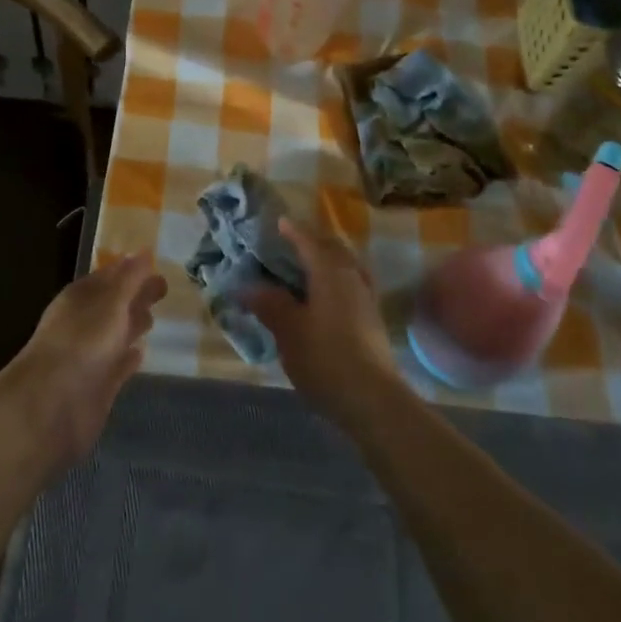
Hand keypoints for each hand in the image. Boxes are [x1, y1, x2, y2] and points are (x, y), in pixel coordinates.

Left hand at [6, 251, 166, 466]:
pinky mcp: (98, 385)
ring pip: (116, 333)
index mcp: (81, 297)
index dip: (130, 269)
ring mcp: (90, 355)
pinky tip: (142, 353)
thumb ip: (130, 279)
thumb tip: (144, 252)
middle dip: (136, 295)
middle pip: (114, 303)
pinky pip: (117, 365)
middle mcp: (84, 322)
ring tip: (154, 318)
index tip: (154, 262)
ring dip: (133, 324)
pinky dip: (129, 358)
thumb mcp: (111, 302)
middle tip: (163, 288)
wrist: (53, 404)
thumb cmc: (83, 341)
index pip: (108, 276)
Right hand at [247, 218, 399, 427]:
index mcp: (330, 271)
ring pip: (346, 266)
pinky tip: (325, 298)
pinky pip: (353, 285)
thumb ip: (269, 304)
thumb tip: (248, 287)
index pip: (309, 241)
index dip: (293, 231)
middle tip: (292, 244)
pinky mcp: (373, 320)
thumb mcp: (288, 330)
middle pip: (333, 249)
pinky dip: (337, 281)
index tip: (279, 222)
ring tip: (307, 268)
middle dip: (313, 242)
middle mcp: (352, 276)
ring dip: (328, 261)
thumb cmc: (325, 357)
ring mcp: (366, 298)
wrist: (372, 399)